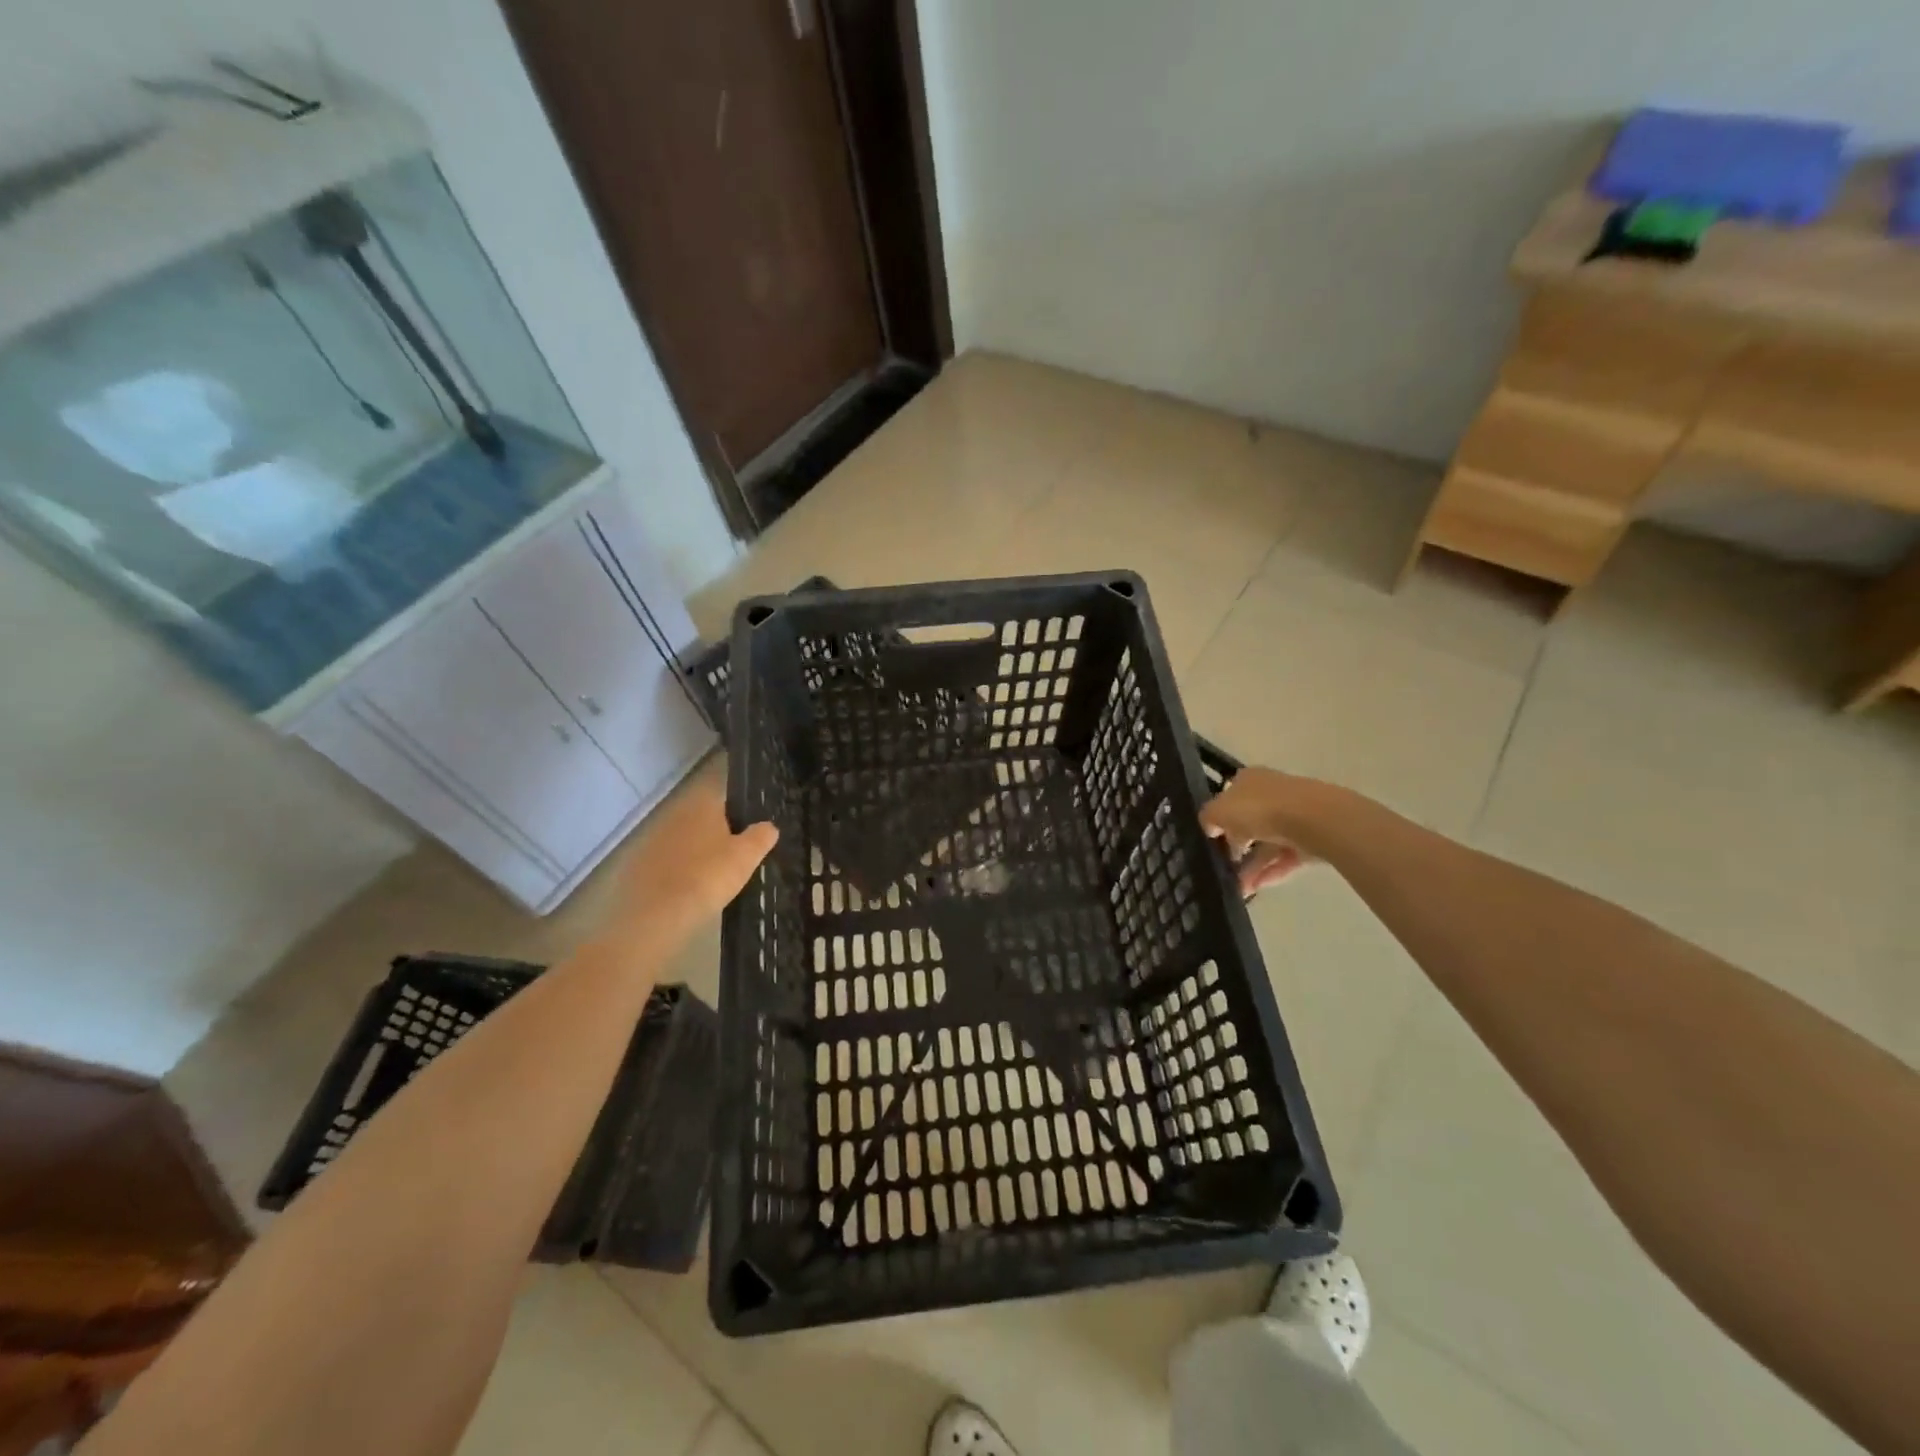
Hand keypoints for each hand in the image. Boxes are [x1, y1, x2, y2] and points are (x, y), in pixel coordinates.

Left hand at [599, 777, 777, 960]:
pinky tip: (688, 892)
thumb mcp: (746, 857)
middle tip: (736, 858)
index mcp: (702, 804)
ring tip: (713, 878)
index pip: (725, 798)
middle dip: (718, 834)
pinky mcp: (637, 863)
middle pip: (703, 818)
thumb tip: (768, 826)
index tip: (751, 833)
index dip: (740, 813)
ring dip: (696, 853)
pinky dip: (677, 871)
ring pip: (683, 840)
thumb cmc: (708, 877)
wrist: (655, 915)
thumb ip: (761, 836)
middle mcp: (674, 813)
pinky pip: (666, 862)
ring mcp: (652, 838)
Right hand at [1200, 766, 1319, 895]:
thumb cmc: (1258, 809)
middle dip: (1237, 848)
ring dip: (1252, 866)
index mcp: (1249, 780)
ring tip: (1239, 889)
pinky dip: (1271, 872)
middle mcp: (1272, 793)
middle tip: (1225, 868)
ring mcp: (1294, 815)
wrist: (1313, 819)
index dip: (1220, 818)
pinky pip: (1286, 857)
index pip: (1230, 797)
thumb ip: (1208, 818)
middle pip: (1250, 822)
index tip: (1213, 839)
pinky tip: (1256, 888)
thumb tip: (1211, 828)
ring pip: (1268, 843)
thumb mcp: (1218, 811)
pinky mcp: (1311, 838)